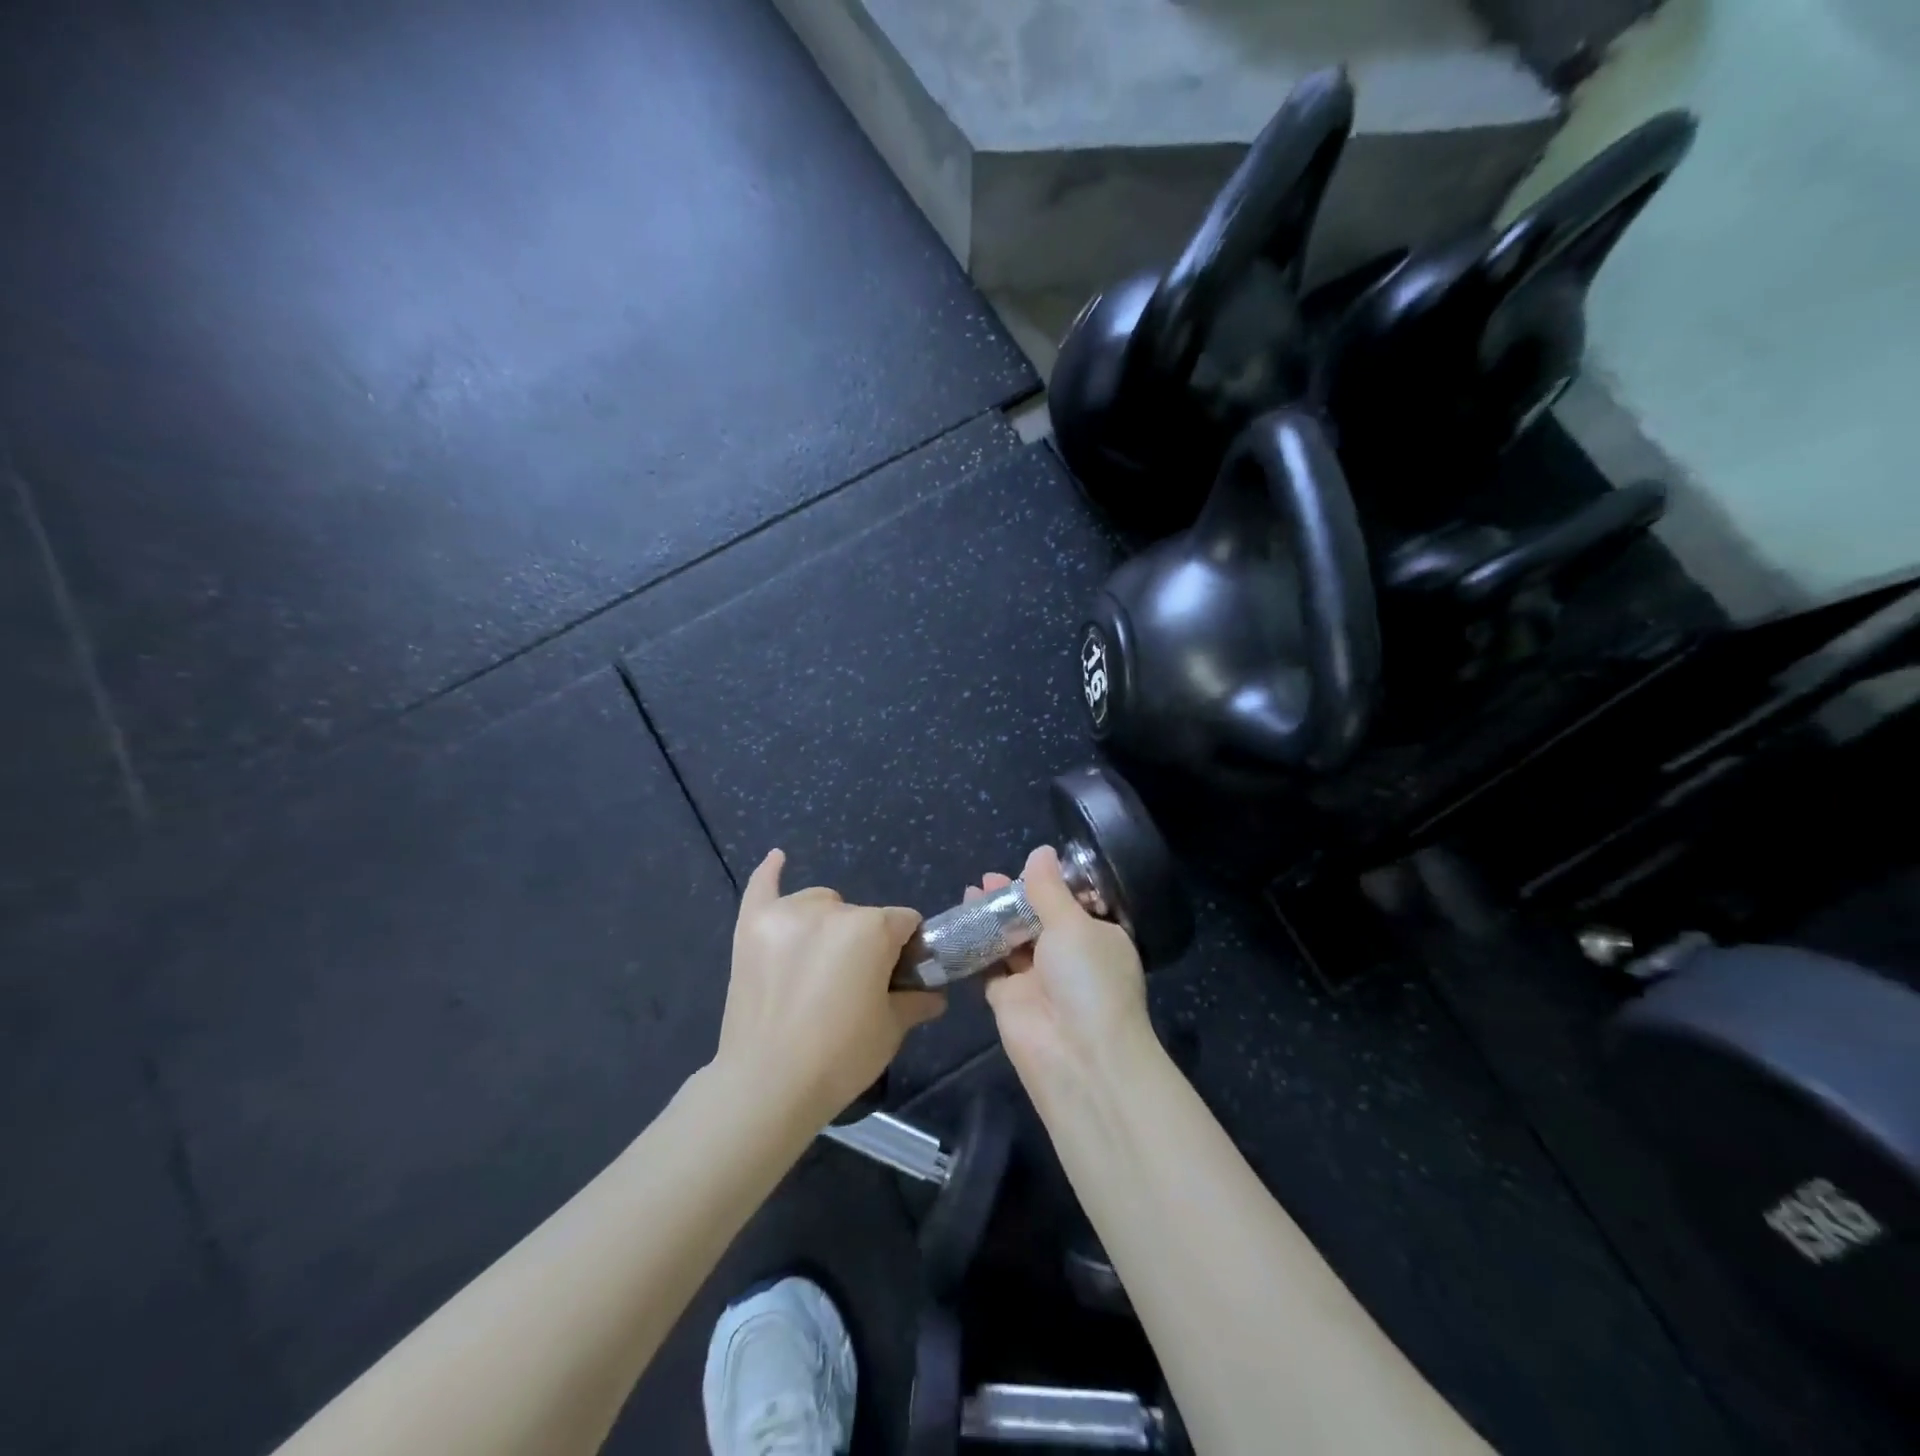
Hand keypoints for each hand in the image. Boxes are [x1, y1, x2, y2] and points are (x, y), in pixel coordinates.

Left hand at [714, 851, 944, 1128]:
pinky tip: (778, 860)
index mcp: (872, 928)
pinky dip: (770, 873)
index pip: (904, 922)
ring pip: (820, 903)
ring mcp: (786, 914)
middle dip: (865, 942)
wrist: (766, 1085)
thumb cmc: (840, 1057)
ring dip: (826, 924)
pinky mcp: (751, 926)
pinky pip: (762, 887)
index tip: (899, 976)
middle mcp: (831, 909)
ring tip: (814, 965)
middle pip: (862, 915)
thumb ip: (916, 1002)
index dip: (907, 949)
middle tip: (851, 985)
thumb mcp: (890, 1030)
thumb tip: (936, 995)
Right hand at [978, 845, 1154, 1096]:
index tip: (1026, 864)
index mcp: (1098, 937)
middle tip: (989, 877)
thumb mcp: (1073, 924)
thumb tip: (1042, 851)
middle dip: (1015, 897)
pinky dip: (976, 943)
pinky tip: (961, 918)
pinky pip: (989, 965)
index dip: (1050, 884)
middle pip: (1037, 919)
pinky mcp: (1008, 999)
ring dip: (993, 916)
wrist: (1078, 1057)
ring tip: (973, 889)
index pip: (1073, 904)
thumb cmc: (1088, 979)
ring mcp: (1037, 979)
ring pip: (1011, 940)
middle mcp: (1070, 957)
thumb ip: (1049, 889)